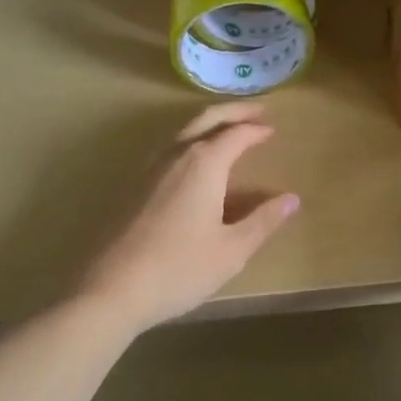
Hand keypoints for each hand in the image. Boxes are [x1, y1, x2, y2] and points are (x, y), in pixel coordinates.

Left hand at [75, 103, 299, 334]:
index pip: (237, 134)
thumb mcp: (232, 250)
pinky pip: (169, 148)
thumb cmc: (179, 269)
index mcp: (204, 163)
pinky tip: (194, 162)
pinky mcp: (134, 185)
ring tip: (228, 129)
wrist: (110, 289)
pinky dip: (191, 141)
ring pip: (184, 130)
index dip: (256, 130)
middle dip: (234, 111)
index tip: (273, 130)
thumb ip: (263, 221)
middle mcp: (177, 154)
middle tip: (256, 111)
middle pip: (207, 118)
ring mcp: (150, 167)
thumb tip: (291, 199)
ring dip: (210, 123)